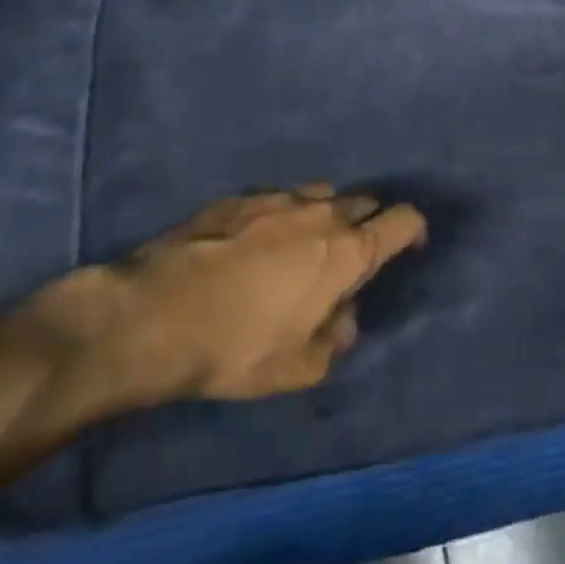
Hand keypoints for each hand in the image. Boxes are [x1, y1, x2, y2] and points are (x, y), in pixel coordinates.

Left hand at [24, 185, 426, 422]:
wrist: (151, 316)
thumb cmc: (236, 347)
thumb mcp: (298, 368)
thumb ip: (336, 340)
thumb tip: (343, 318)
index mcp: (347, 251)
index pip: (403, 220)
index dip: (414, 230)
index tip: (410, 246)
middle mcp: (322, 213)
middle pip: (366, 202)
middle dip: (368, 223)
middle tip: (351, 255)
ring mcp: (279, 199)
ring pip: (322, 195)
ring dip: (326, 216)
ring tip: (304, 245)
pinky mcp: (239, 198)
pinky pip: (279, 199)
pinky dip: (283, 215)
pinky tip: (257, 242)